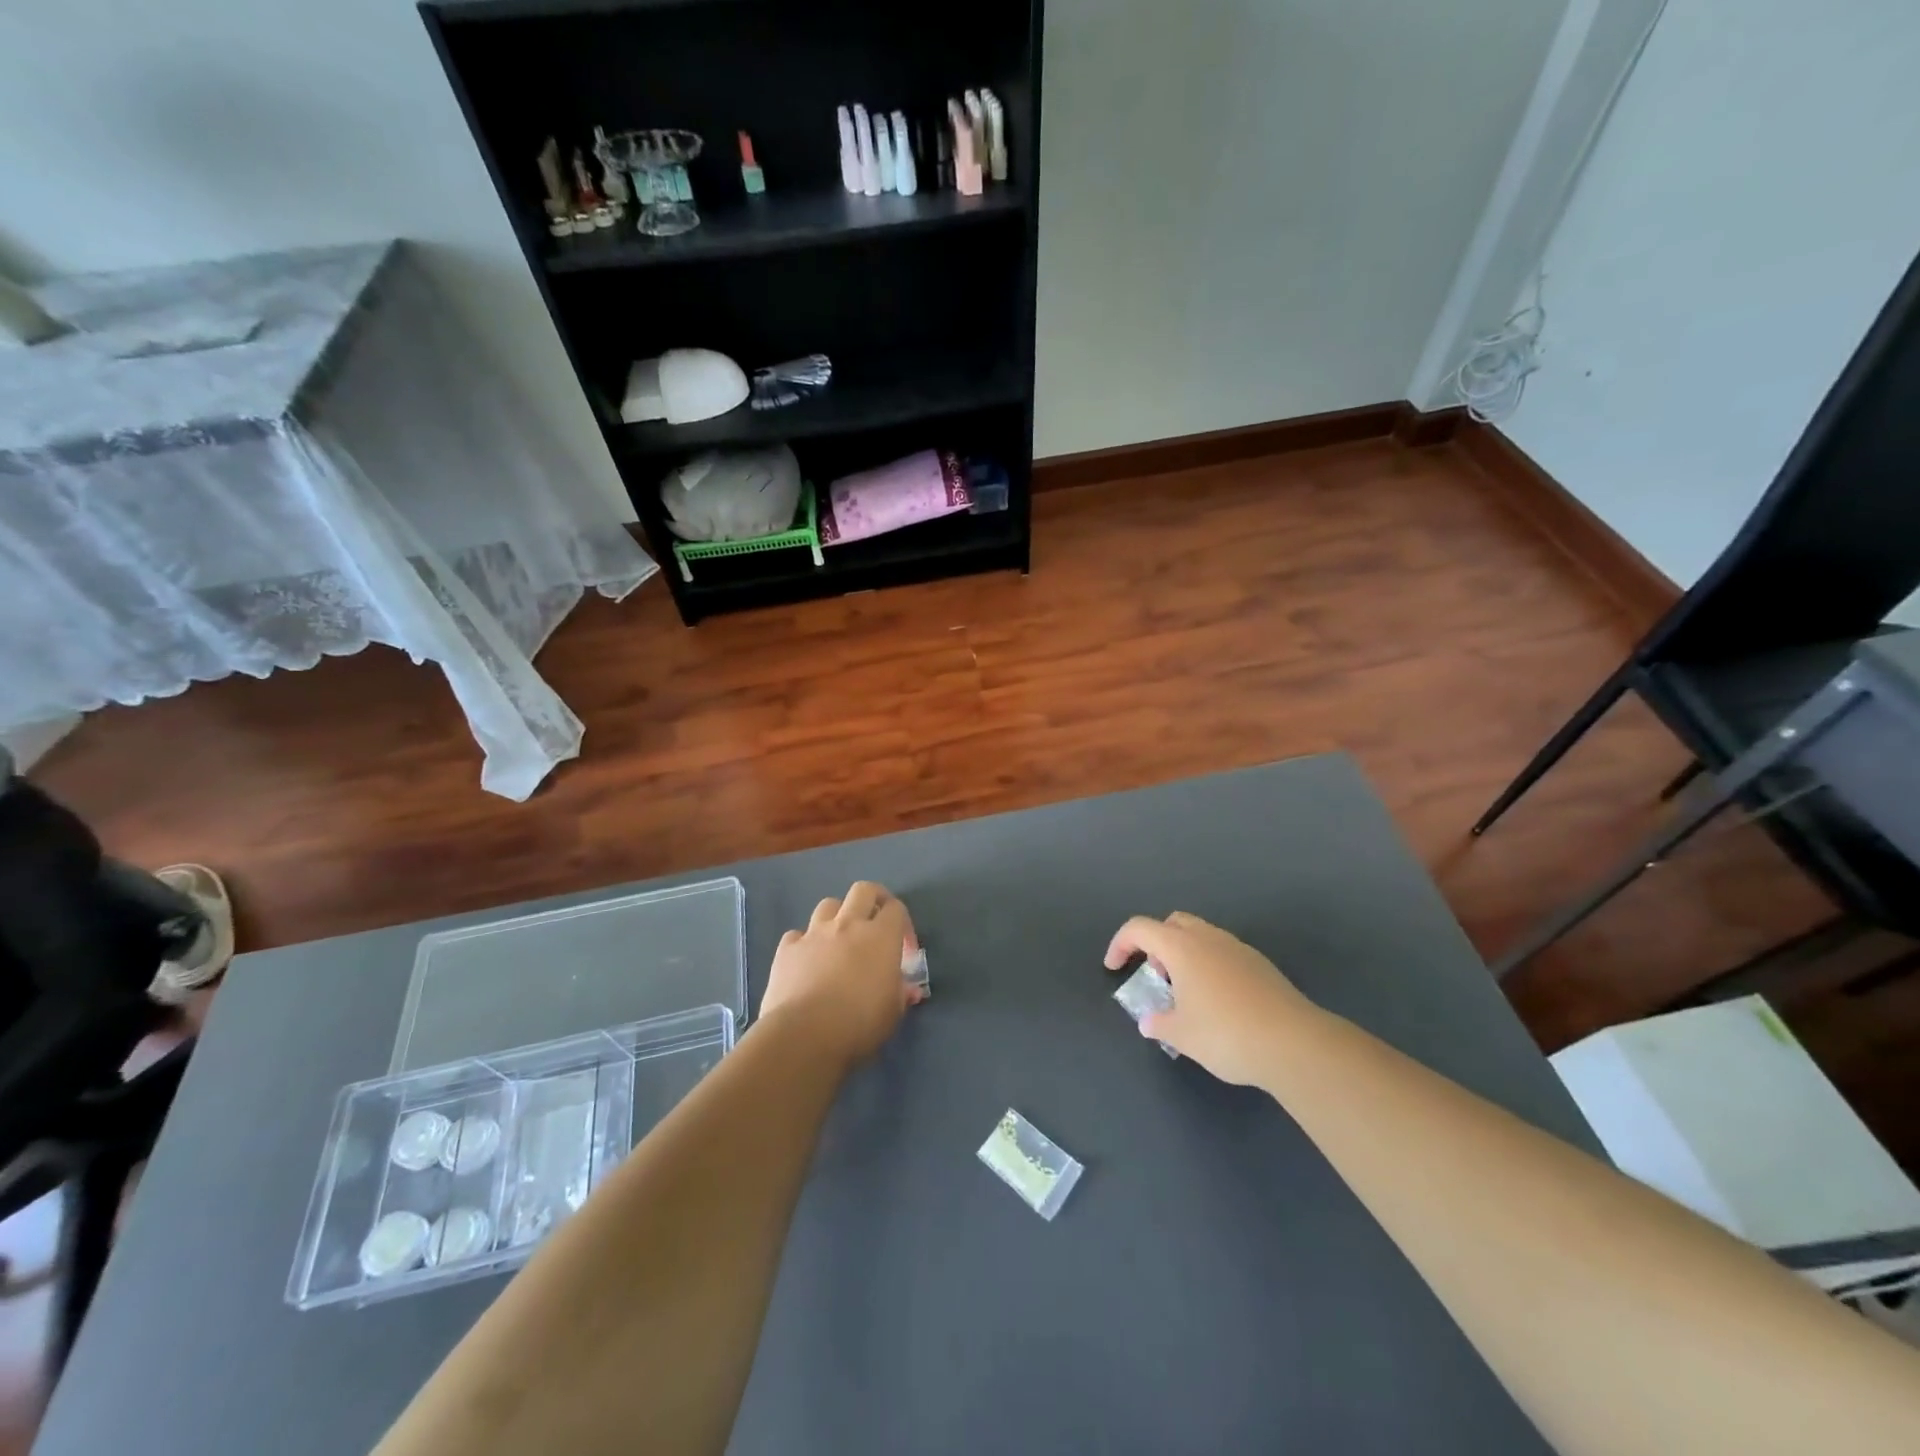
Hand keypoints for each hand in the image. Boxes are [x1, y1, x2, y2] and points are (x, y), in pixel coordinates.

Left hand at [760, 882, 922, 1065]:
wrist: (804, 1035)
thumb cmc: (859, 1023)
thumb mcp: (893, 1013)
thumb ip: (901, 994)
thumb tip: (908, 990)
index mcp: (880, 936)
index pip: (896, 908)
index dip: (903, 924)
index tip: (904, 950)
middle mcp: (848, 924)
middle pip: (863, 890)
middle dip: (872, 900)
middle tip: (875, 924)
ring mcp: (814, 933)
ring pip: (828, 905)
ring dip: (837, 917)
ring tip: (839, 940)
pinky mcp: (787, 948)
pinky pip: (797, 934)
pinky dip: (804, 943)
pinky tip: (807, 961)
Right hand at [1104, 912, 1314, 1086]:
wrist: (1294, 1044)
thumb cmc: (1226, 1035)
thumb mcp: (1182, 1035)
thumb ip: (1159, 1024)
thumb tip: (1149, 1022)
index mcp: (1182, 948)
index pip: (1140, 929)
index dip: (1120, 944)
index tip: (1114, 968)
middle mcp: (1208, 938)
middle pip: (1172, 923)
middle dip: (1156, 943)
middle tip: (1156, 977)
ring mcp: (1238, 949)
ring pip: (1201, 935)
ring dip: (1184, 954)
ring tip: (1186, 993)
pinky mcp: (1261, 965)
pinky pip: (1224, 952)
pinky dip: (1209, 965)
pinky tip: (1217, 1001)